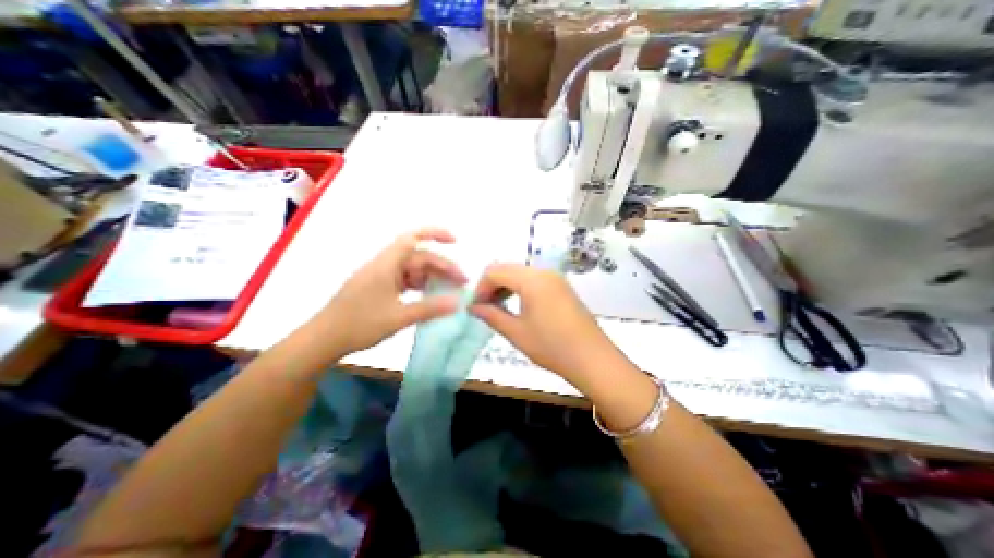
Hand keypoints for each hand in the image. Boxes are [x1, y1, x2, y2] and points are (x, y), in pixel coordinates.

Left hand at [315, 227, 467, 354]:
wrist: (323, 339)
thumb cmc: (359, 325)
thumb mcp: (399, 318)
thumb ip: (430, 309)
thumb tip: (458, 303)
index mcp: (386, 265)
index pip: (412, 238)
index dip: (435, 234)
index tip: (456, 241)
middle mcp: (384, 265)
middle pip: (418, 257)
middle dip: (442, 266)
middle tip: (462, 282)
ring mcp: (381, 276)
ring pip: (412, 269)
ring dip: (432, 276)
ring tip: (449, 289)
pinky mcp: (379, 287)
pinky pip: (405, 279)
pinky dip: (420, 284)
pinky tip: (429, 294)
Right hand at [470, 262, 617, 382]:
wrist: (593, 359)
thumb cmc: (552, 346)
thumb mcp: (516, 332)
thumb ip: (491, 315)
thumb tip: (473, 306)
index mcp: (531, 279)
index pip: (494, 271)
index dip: (481, 287)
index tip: (476, 307)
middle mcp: (543, 272)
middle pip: (507, 268)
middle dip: (492, 285)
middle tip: (485, 308)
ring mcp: (555, 278)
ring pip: (520, 272)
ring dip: (505, 286)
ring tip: (499, 308)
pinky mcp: (562, 287)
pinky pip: (534, 279)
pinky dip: (520, 288)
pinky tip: (518, 306)